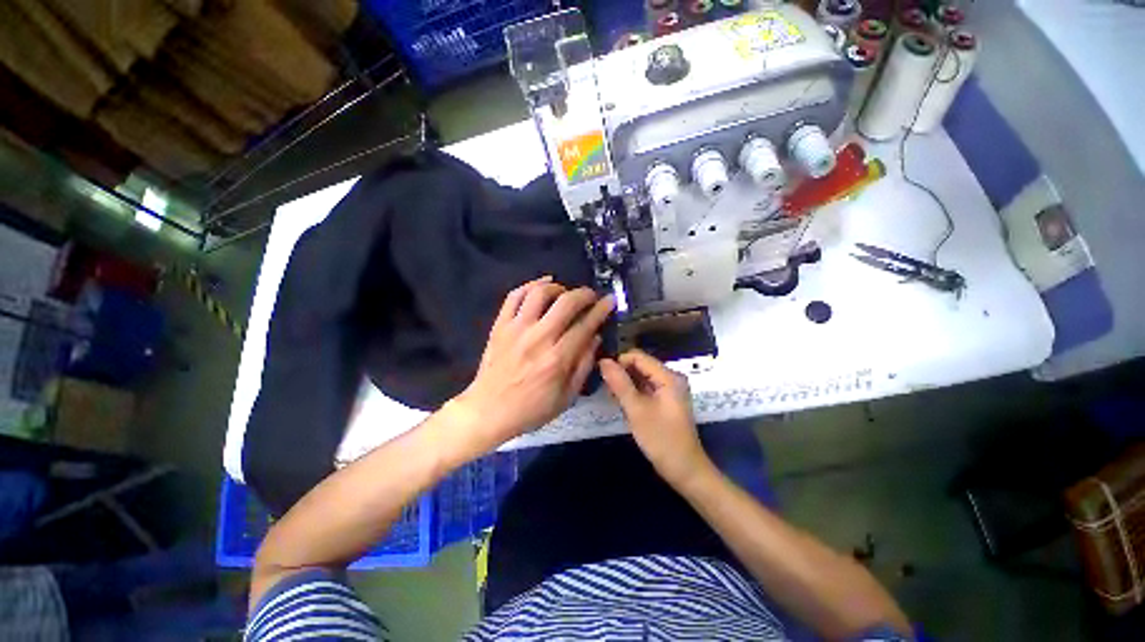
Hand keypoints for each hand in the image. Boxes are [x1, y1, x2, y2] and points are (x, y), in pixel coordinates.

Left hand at [448, 277, 614, 455]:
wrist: (489, 410)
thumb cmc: (530, 410)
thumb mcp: (566, 398)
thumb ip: (583, 367)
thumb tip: (595, 338)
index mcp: (557, 359)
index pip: (585, 325)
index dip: (601, 310)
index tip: (609, 301)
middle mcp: (538, 338)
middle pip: (566, 302)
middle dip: (584, 294)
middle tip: (591, 297)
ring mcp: (516, 329)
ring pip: (539, 293)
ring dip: (557, 288)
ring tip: (564, 294)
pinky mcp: (500, 326)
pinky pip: (514, 297)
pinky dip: (530, 285)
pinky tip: (541, 285)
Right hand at [599, 350, 711, 486]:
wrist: (683, 467)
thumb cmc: (661, 438)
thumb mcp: (637, 410)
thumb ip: (620, 384)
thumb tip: (604, 361)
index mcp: (669, 377)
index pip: (638, 357)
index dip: (618, 362)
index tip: (599, 375)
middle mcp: (672, 380)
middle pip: (641, 367)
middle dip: (621, 375)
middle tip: (603, 390)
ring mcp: (670, 393)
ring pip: (642, 380)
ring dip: (626, 387)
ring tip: (610, 399)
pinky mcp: (667, 406)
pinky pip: (647, 392)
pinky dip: (634, 397)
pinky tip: (623, 407)